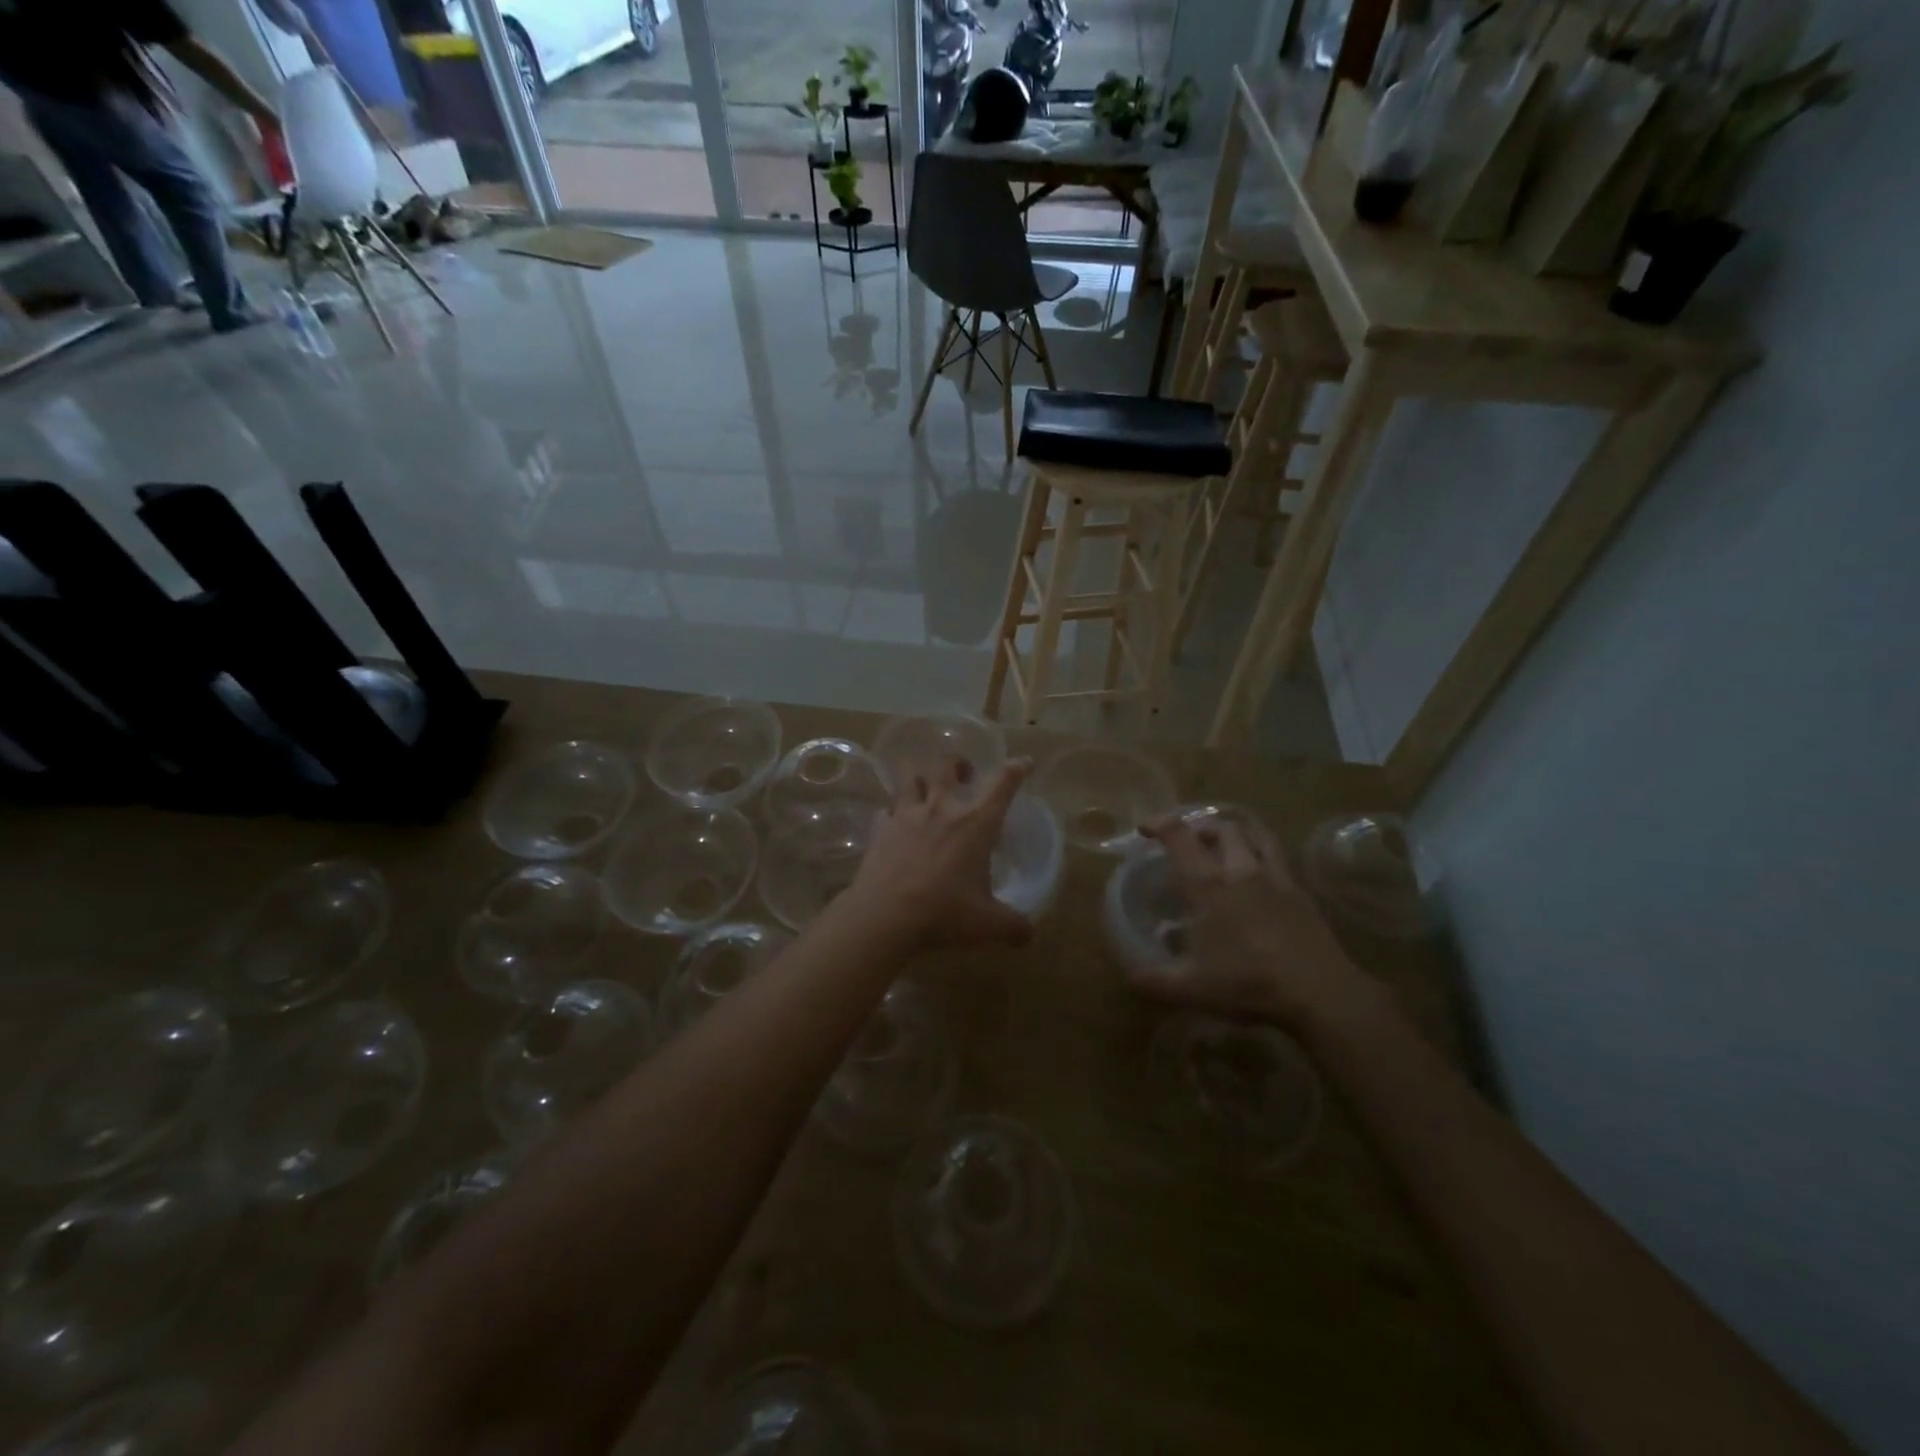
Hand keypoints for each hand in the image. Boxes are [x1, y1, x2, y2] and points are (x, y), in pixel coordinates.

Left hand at [844, 757, 1034, 951]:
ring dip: (919, 775)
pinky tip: (895, 823)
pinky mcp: (879, 828)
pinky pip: (886, 809)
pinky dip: (892, 811)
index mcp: (975, 823)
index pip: (1002, 784)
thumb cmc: (944, 913)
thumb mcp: (988, 925)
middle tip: (964, 774)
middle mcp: (941, 808)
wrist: (885, 916)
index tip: (1023, 763)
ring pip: (908, 775)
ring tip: (924, 787)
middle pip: (946, 765)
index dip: (1016, 769)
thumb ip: (1013, 926)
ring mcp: (906, 814)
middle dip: (957, 763)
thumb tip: (1029, 934)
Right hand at [1135, 810, 1376, 1034]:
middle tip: (1187, 840)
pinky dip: (1263, 854)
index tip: (1145, 828)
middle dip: (1199, 825)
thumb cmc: (1248, 984)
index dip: (1159, 823)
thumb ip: (1154, 980)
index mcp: (1208, 886)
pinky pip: (1279, 858)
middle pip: (1221, 827)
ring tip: (1225, 841)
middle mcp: (1241, 871)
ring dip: (1236, 830)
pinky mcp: (1301, 894)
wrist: (1320, 993)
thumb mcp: (1191, 989)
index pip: (1179, 837)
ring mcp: (1276, 879)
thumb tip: (1130, 975)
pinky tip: (1259, 874)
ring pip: (1256, 834)